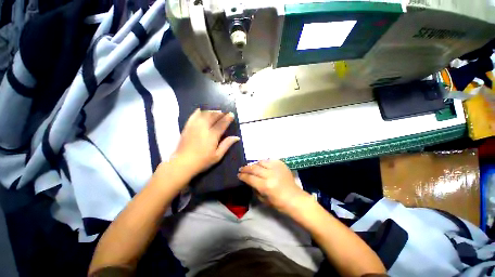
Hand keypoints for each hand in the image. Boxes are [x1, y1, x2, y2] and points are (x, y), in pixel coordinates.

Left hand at [172, 109, 239, 176]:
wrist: (182, 163)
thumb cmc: (202, 161)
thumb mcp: (218, 156)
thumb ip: (227, 144)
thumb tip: (237, 137)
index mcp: (212, 135)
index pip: (222, 123)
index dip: (228, 118)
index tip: (231, 114)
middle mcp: (204, 128)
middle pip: (213, 116)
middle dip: (220, 113)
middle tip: (225, 112)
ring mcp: (194, 126)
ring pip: (204, 114)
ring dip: (212, 111)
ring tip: (216, 111)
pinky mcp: (187, 127)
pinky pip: (194, 115)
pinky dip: (199, 111)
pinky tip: (202, 110)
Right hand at [238, 160, 311, 215]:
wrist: (295, 198)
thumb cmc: (278, 203)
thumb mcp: (263, 199)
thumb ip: (255, 188)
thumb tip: (249, 180)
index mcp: (265, 186)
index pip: (250, 178)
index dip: (242, 176)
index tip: (238, 174)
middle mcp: (270, 175)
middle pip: (254, 168)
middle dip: (245, 168)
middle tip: (241, 169)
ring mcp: (276, 168)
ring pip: (261, 162)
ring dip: (254, 164)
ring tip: (251, 166)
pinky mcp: (281, 164)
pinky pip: (269, 160)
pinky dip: (263, 162)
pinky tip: (261, 165)